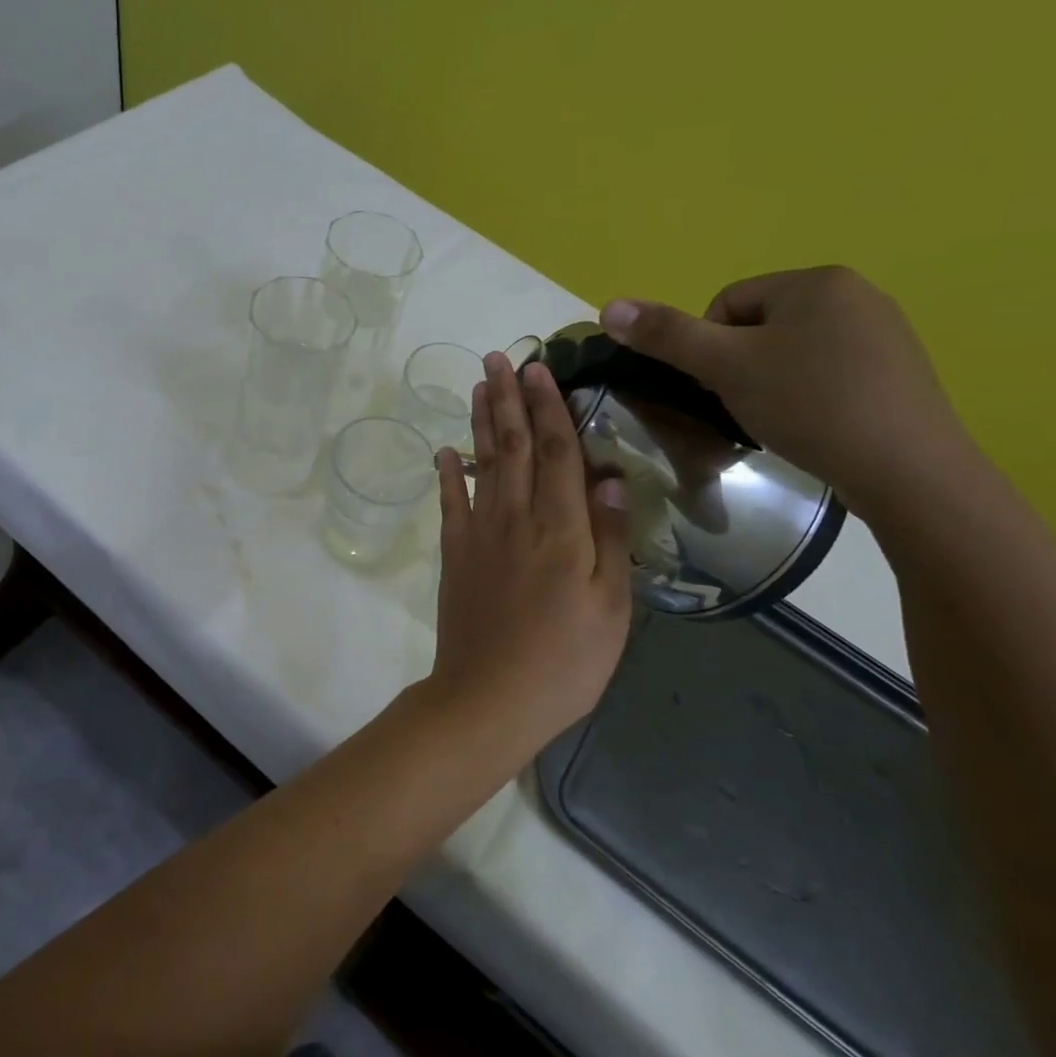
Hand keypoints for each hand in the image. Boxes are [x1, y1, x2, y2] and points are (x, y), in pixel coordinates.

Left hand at [426, 352, 633, 736]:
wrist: (488, 698)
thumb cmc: (565, 661)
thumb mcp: (611, 609)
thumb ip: (611, 540)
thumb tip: (611, 479)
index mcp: (562, 529)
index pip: (556, 453)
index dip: (548, 408)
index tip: (539, 369)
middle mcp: (516, 519)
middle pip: (511, 446)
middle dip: (507, 399)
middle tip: (500, 358)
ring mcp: (479, 535)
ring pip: (480, 465)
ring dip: (480, 422)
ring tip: (478, 385)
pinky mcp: (454, 555)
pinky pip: (449, 504)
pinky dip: (446, 473)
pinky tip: (444, 450)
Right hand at [600, 266, 970, 517]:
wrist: (907, 469)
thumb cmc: (809, 404)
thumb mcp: (726, 367)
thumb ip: (666, 335)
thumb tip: (608, 306)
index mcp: (815, 281)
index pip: (726, 303)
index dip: (708, 348)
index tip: (720, 387)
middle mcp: (855, 294)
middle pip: (758, 327)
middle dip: (740, 366)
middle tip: (746, 406)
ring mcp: (883, 333)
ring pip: (791, 352)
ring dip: (770, 383)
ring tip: (778, 420)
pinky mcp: (898, 372)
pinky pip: (827, 372)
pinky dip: (807, 396)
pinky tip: (813, 426)